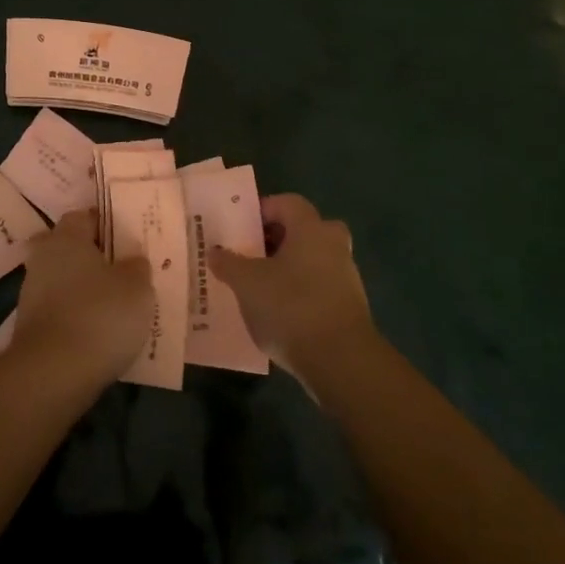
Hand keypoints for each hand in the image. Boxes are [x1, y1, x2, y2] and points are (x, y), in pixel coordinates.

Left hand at [12, 210, 153, 380]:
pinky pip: (59, 309)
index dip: (106, 224)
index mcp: (66, 237)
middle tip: (123, 270)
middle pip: (70, 248)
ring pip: (63, 279)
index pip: (84, 217)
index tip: (128, 238)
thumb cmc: (100, 315)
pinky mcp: (30, 326)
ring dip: (84, 288)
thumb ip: (136, 267)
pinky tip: (98, 330)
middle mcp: (43, 258)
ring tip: (116, 304)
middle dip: (93, 257)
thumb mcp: (136, 287)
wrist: (52, 374)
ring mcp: (32, 293)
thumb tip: (132, 259)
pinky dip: (76, 314)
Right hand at [209, 194, 374, 378]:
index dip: (263, 210)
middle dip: (277, 239)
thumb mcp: (247, 283)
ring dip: (288, 268)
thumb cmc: (291, 307)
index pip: (288, 203)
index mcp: (311, 229)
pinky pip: (319, 287)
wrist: (340, 361)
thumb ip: (228, 263)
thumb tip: (215, 251)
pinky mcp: (349, 307)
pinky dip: (299, 292)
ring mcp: (346, 277)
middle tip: (251, 254)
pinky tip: (278, 313)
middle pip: (304, 230)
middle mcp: (333, 245)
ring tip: (258, 287)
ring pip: (312, 260)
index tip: (240, 228)